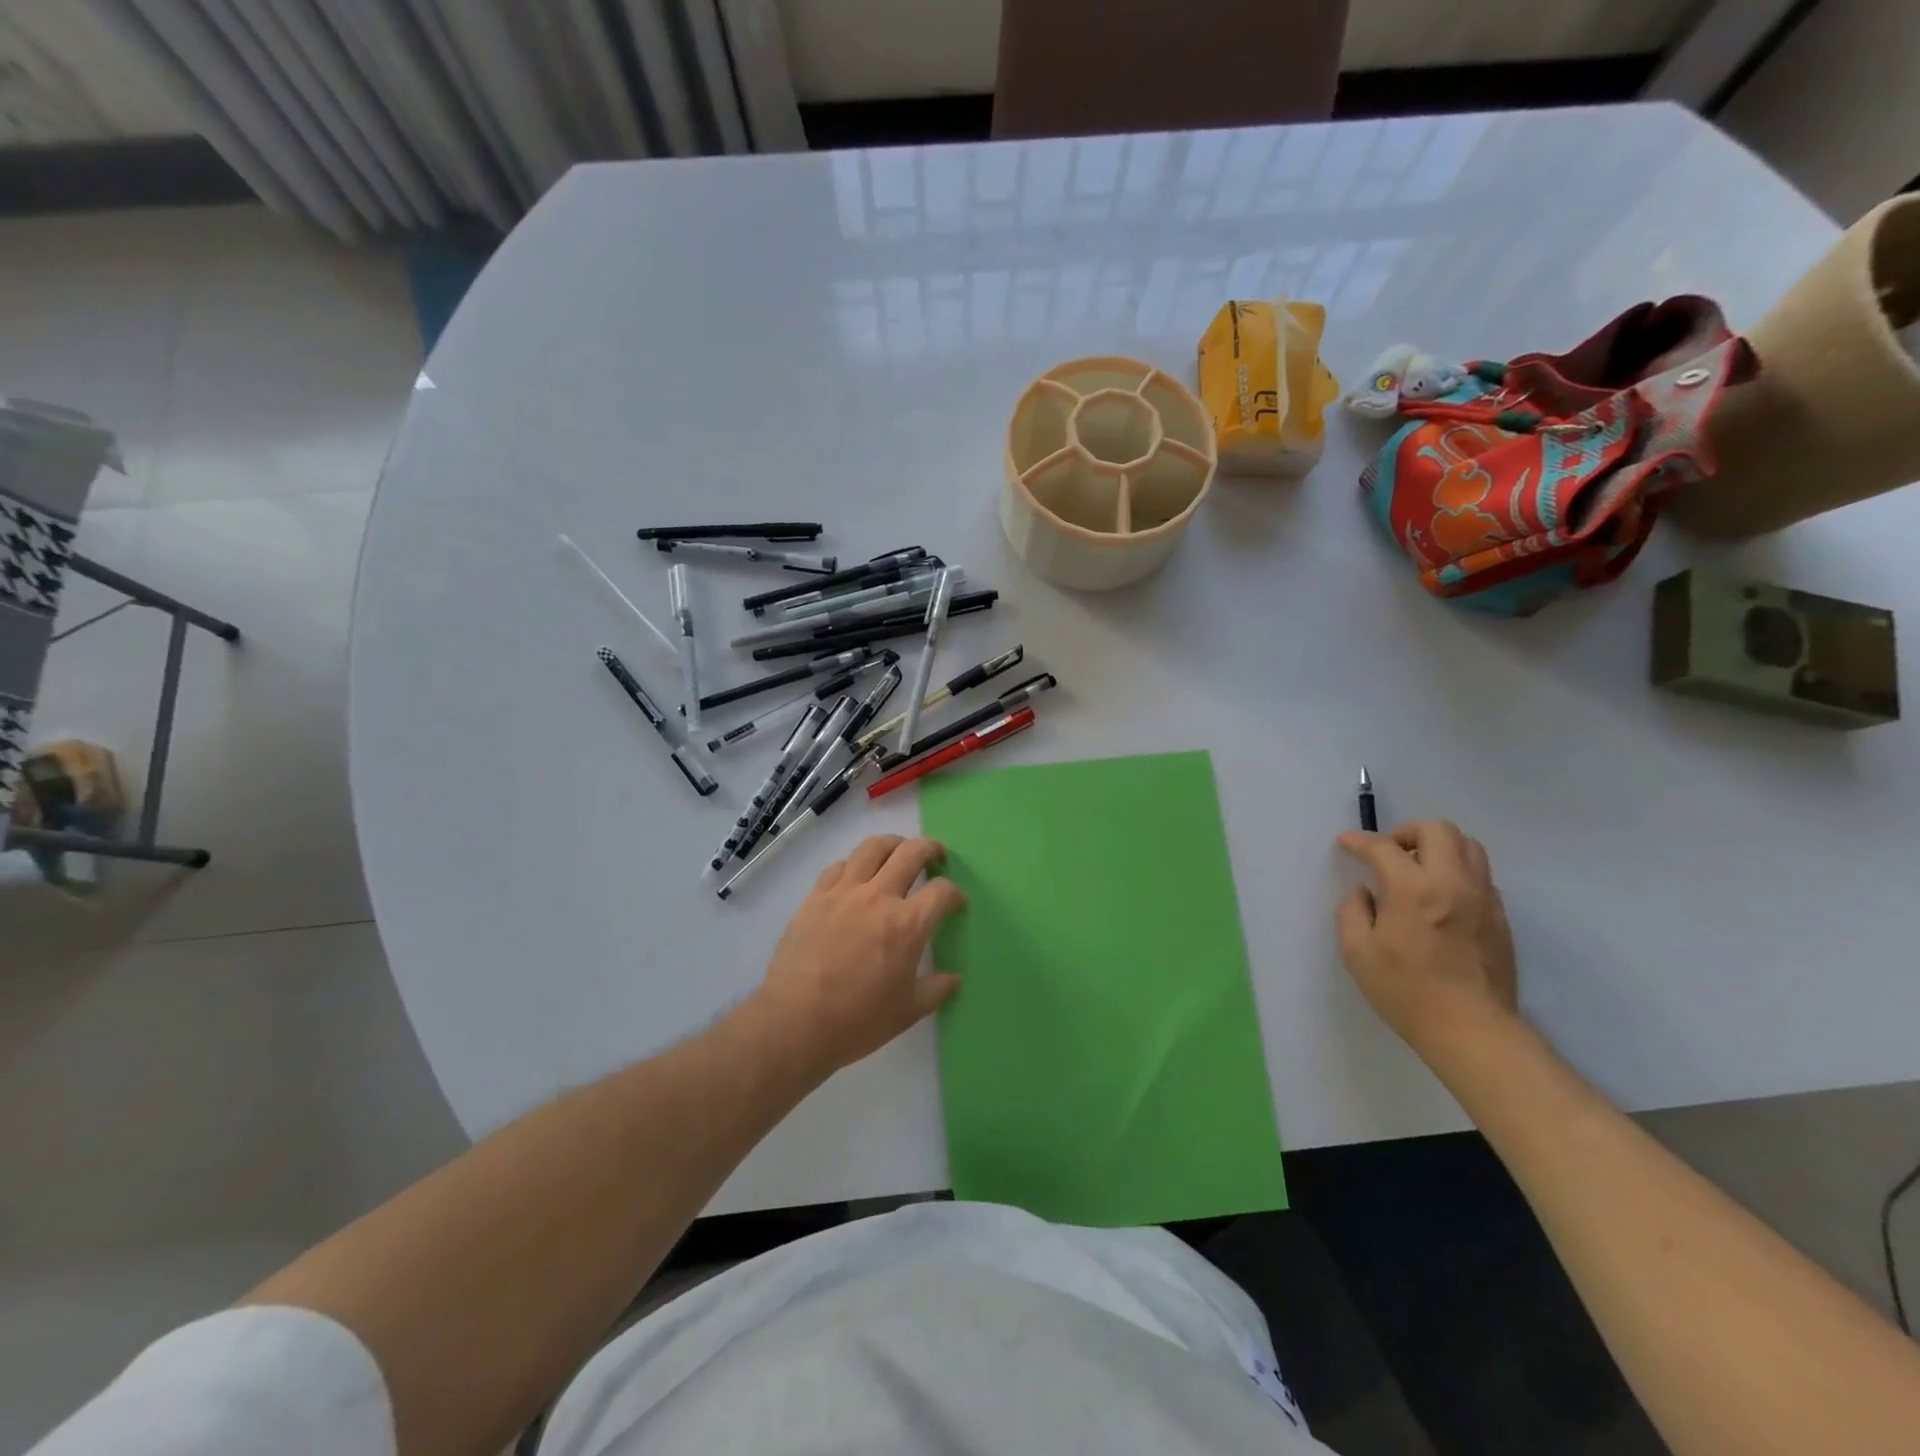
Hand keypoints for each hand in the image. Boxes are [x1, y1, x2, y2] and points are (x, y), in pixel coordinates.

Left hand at [754, 835, 965, 1078]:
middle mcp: (878, 897)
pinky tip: (857, 876)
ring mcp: (844, 892)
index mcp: (908, 924)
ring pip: (873, 847)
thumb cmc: (858, 1021)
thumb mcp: (908, 1011)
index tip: (956, 902)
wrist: (795, 1022)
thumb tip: (953, 978)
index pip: (941, 892)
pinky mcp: (816, 897)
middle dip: (931, 849)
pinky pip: (839, 866)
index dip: (955, 894)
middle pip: (911, 853)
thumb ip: (936, 989)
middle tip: (936, 856)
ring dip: (893, 844)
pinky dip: (855, 864)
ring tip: (898, 851)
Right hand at [1336, 820, 1519, 1064]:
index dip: (1360, 841)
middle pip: (1438, 830)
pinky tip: (1439, 896)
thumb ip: (1353, 912)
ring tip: (1417, 869)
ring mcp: (1483, 898)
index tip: (1347, 844)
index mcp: (1413, 890)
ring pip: (1468, 846)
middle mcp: (1453, 883)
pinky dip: (1456, 871)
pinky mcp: (1499, 916)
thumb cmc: (1406, 992)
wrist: (1471, 1030)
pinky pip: (1480, 875)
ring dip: (1438, 847)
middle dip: (1406, 833)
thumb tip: (1364, 892)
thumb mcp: (1357, 953)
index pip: (1384, 847)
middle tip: (1388, 853)